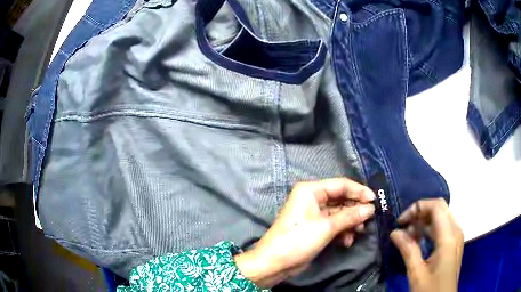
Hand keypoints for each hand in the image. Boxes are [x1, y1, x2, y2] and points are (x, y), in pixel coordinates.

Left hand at [235, 178, 375, 287]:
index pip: (341, 185)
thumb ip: (350, 216)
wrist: (275, 263)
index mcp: (311, 190)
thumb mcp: (327, 227)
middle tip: (369, 219)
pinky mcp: (316, 227)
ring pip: (340, 213)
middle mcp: (313, 198)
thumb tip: (370, 208)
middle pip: (342, 199)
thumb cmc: (298, 240)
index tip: (375, 200)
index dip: (359, 191)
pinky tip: (347, 241)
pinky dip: (343, 231)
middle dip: (356, 210)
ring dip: (351, 222)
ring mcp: (314, 214)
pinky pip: (335, 224)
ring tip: (359, 231)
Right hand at [390, 199, 463, 291]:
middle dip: (420, 213)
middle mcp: (456, 231)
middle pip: (439, 209)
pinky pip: (443, 227)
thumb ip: (408, 250)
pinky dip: (430, 229)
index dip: (417, 208)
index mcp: (449, 237)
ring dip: (424, 221)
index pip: (436, 207)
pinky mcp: (454, 243)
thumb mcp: (417, 273)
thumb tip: (395, 232)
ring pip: (441, 217)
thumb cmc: (431, 289)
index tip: (401, 222)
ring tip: (408, 235)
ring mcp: (456, 237)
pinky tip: (419, 241)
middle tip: (403, 227)